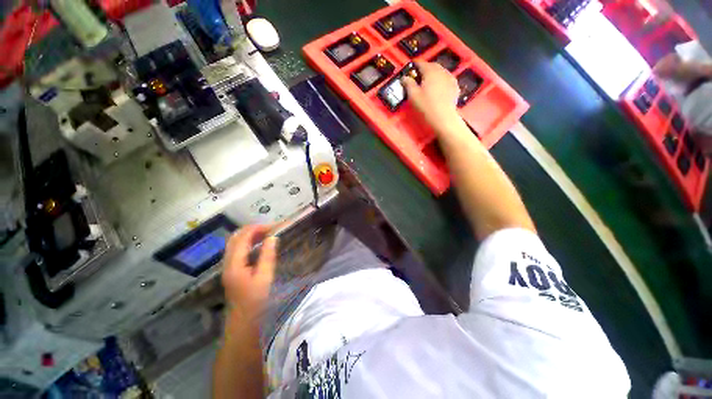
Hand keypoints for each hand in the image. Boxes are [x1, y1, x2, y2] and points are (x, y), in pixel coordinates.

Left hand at [221, 225, 277, 319]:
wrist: (243, 321)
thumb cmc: (255, 300)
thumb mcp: (265, 277)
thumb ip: (267, 256)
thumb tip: (272, 237)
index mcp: (234, 264)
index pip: (242, 238)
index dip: (256, 228)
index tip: (273, 226)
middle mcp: (228, 262)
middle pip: (235, 238)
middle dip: (252, 229)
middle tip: (270, 229)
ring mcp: (228, 266)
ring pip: (235, 243)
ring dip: (249, 235)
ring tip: (266, 234)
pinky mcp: (232, 270)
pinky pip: (238, 250)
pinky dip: (248, 243)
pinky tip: (259, 245)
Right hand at [402, 61, 460, 129]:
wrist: (443, 118)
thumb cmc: (426, 106)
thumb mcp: (413, 96)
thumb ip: (408, 84)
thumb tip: (404, 77)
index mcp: (430, 71)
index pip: (421, 64)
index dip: (414, 66)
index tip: (410, 69)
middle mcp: (442, 71)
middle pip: (433, 66)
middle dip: (425, 69)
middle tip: (419, 75)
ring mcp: (450, 78)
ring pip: (441, 72)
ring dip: (434, 74)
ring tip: (428, 81)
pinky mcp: (455, 87)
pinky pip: (447, 79)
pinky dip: (441, 80)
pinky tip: (438, 87)